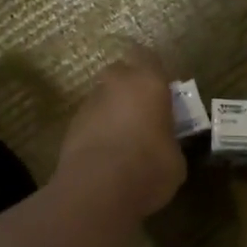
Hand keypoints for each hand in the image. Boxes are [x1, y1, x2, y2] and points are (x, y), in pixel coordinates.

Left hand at [55, 53, 185, 220]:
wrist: (97, 189)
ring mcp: (89, 103)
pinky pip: (90, 120)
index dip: (154, 71)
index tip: (162, 89)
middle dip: (129, 88)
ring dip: (112, 111)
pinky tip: (106, 155)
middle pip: (121, 73)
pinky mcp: (71, 126)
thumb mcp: (175, 158)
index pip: (149, 57)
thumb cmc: (149, 167)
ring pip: (103, 97)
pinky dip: (97, 131)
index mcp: (148, 83)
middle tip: (142, 112)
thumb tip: (163, 145)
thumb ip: (168, 141)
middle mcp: (116, 84)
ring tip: (123, 140)